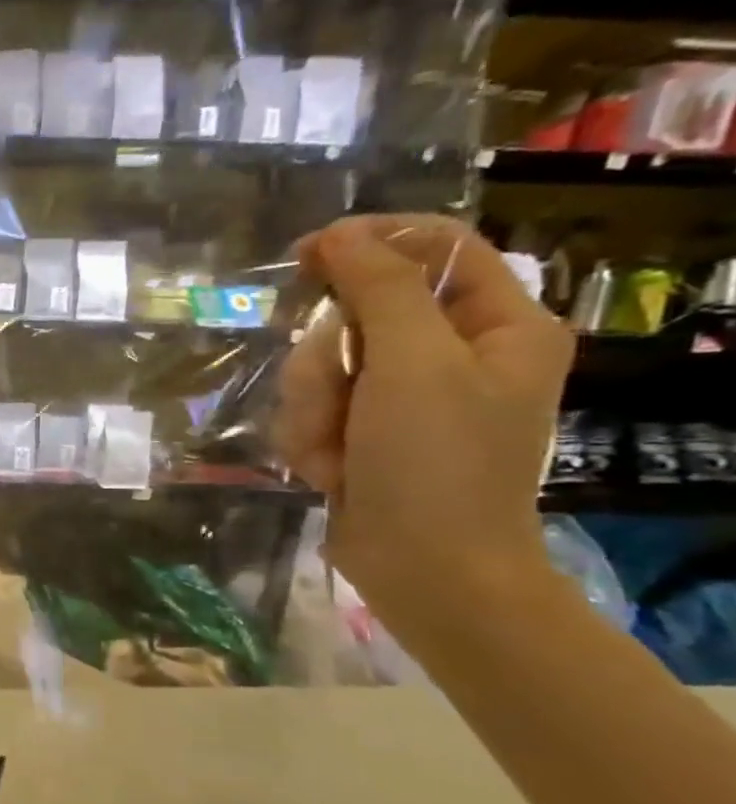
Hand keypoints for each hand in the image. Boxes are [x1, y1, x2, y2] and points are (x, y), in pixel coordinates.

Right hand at [273, 216, 573, 631]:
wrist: (425, 569)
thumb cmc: (436, 463)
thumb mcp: (413, 363)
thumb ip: (378, 289)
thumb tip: (339, 234)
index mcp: (497, 325)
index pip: (436, 247)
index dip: (370, 242)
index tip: (306, 255)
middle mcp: (452, 355)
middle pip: (360, 313)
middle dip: (329, 359)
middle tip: (338, 397)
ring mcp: (403, 398)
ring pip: (323, 367)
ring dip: (313, 408)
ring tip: (336, 452)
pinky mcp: (365, 433)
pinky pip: (312, 409)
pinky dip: (310, 439)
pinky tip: (331, 472)